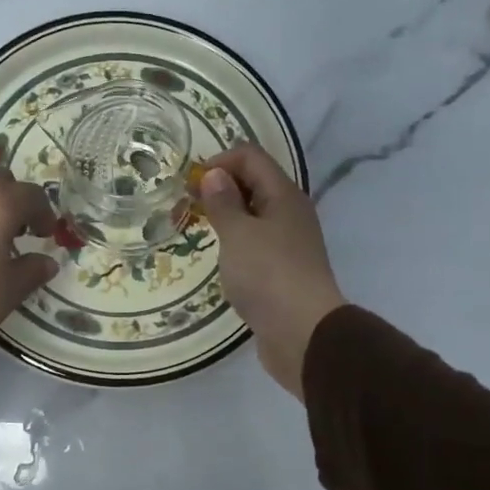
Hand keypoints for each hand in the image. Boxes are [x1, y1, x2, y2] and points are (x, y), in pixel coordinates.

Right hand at [197, 143, 346, 398]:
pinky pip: (256, 244)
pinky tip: (220, 260)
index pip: (251, 156)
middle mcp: (290, 213)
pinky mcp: (283, 271)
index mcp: (283, 195)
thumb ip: (223, 202)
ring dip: (226, 218)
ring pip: (254, 216)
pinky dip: (236, 243)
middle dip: (219, 188)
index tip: (190, 186)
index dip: (219, 161)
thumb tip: (214, 174)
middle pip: (253, 183)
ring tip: (199, 232)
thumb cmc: (267, 275)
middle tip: (186, 208)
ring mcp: (289, 243)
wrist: (303, 333)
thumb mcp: (238, 234)